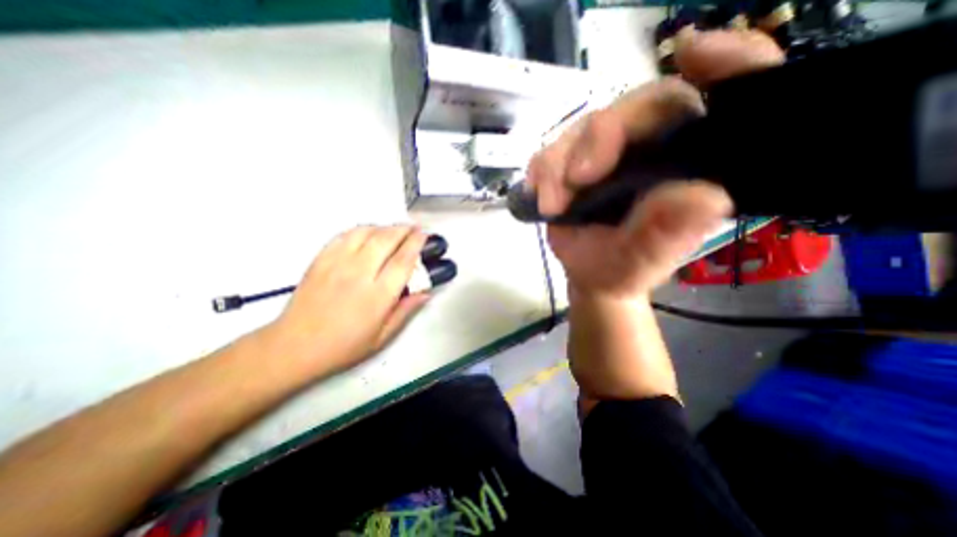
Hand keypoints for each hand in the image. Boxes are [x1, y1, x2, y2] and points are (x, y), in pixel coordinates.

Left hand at [261, 224, 424, 377]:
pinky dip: (360, 229)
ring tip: (393, 230)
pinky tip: (368, 233)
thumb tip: (425, 293)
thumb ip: (406, 311)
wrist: (294, 347)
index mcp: (378, 295)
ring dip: (384, 227)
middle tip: (413, 228)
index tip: (424, 235)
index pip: (403, 260)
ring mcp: (337, 264)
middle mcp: (359, 274)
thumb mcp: (382, 337)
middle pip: (386, 239)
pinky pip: (344, 235)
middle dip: (404, 229)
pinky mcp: (320, 260)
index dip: (416, 243)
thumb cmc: (343, 346)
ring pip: (365, 232)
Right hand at [522, 28, 784, 300]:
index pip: (717, 100)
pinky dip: (541, 172)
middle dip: (598, 140)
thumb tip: (703, 198)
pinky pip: (551, 150)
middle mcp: (652, 147)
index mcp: (688, 163)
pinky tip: (540, 197)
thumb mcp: (645, 260)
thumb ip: (668, 234)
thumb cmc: (623, 269)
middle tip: (578, 179)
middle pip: (633, 109)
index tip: (692, 53)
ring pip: (583, 129)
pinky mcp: (574, 161)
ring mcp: (609, 152)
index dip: (721, 66)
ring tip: (552, 205)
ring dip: (558, 165)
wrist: (590, 275)